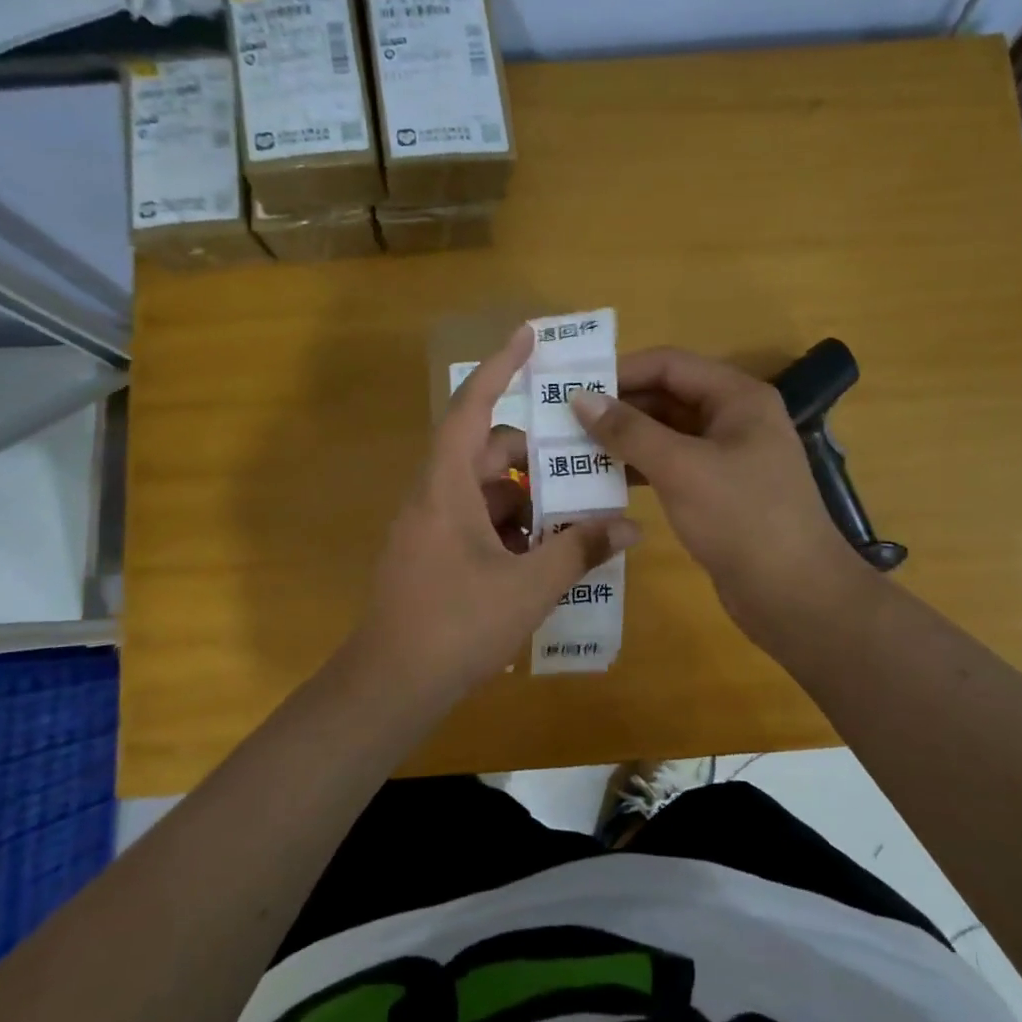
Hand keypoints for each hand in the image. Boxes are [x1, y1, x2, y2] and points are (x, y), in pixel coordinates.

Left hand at [351, 325, 638, 703]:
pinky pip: (479, 522)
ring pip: (486, 492)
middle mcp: (434, 496)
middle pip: (488, 452)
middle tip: (585, 464)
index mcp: (446, 486)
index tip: (528, 335)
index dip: (499, 367)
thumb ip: (580, 550)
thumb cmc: (455, 625)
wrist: (391, 686)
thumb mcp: (528, 587)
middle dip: (537, 457)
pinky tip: (546, 555)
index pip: (472, 407)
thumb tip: (630, 527)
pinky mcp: (434, 555)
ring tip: (577, 517)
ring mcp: (431, 527)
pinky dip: (512, 527)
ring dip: (529, 499)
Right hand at [571, 348, 866, 644]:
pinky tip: (602, 481)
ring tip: (574, 450)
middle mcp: (734, 418)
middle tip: (565, 422)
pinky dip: (639, 468)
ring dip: (624, 440)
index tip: (573, 387)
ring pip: (665, 434)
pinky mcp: (717, 491)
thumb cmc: (742, 518)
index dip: (620, 371)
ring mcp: (727, 457)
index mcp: (737, 397)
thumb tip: (579, 397)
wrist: (795, 594)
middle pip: (666, 397)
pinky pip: (671, 466)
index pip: (670, 364)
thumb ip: (628, 431)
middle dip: (618, 408)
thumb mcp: (681, 467)